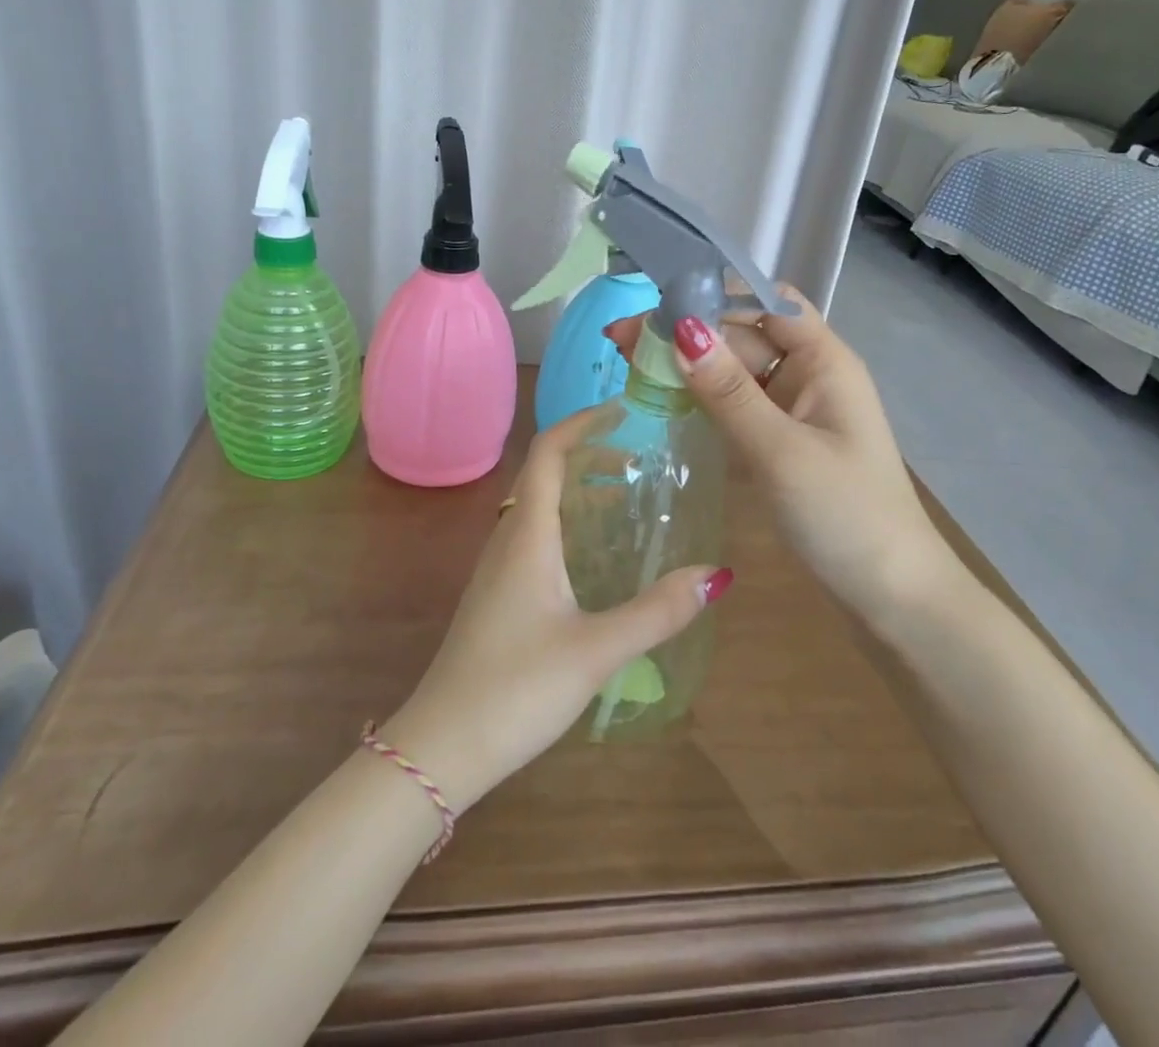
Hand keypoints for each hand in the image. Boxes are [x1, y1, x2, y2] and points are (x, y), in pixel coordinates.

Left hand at [381, 414, 731, 813]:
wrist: (442, 745)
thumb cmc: (516, 688)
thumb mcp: (597, 650)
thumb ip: (657, 612)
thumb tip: (716, 574)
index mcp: (528, 536)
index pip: (548, 454)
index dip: (582, 424)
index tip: (622, 413)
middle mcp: (508, 540)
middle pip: (544, 474)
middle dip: (588, 456)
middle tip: (637, 462)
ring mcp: (497, 569)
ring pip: (537, 507)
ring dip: (578, 490)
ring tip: (625, 500)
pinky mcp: (497, 596)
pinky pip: (533, 536)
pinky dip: (567, 524)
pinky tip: (594, 558)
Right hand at [604, 290, 946, 616]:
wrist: (892, 597)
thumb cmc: (845, 516)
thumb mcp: (781, 451)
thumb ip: (729, 392)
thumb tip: (682, 330)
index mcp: (824, 362)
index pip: (768, 303)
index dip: (716, 294)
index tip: (659, 304)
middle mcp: (809, 376)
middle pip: (743, 336)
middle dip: (687, 333)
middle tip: (620, 340)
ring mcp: (794, 412)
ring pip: (734, 372)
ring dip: (687, 366)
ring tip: (628, 364)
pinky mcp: (780, 443)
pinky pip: (735, 407)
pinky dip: (701, 400)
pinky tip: (662, 400)